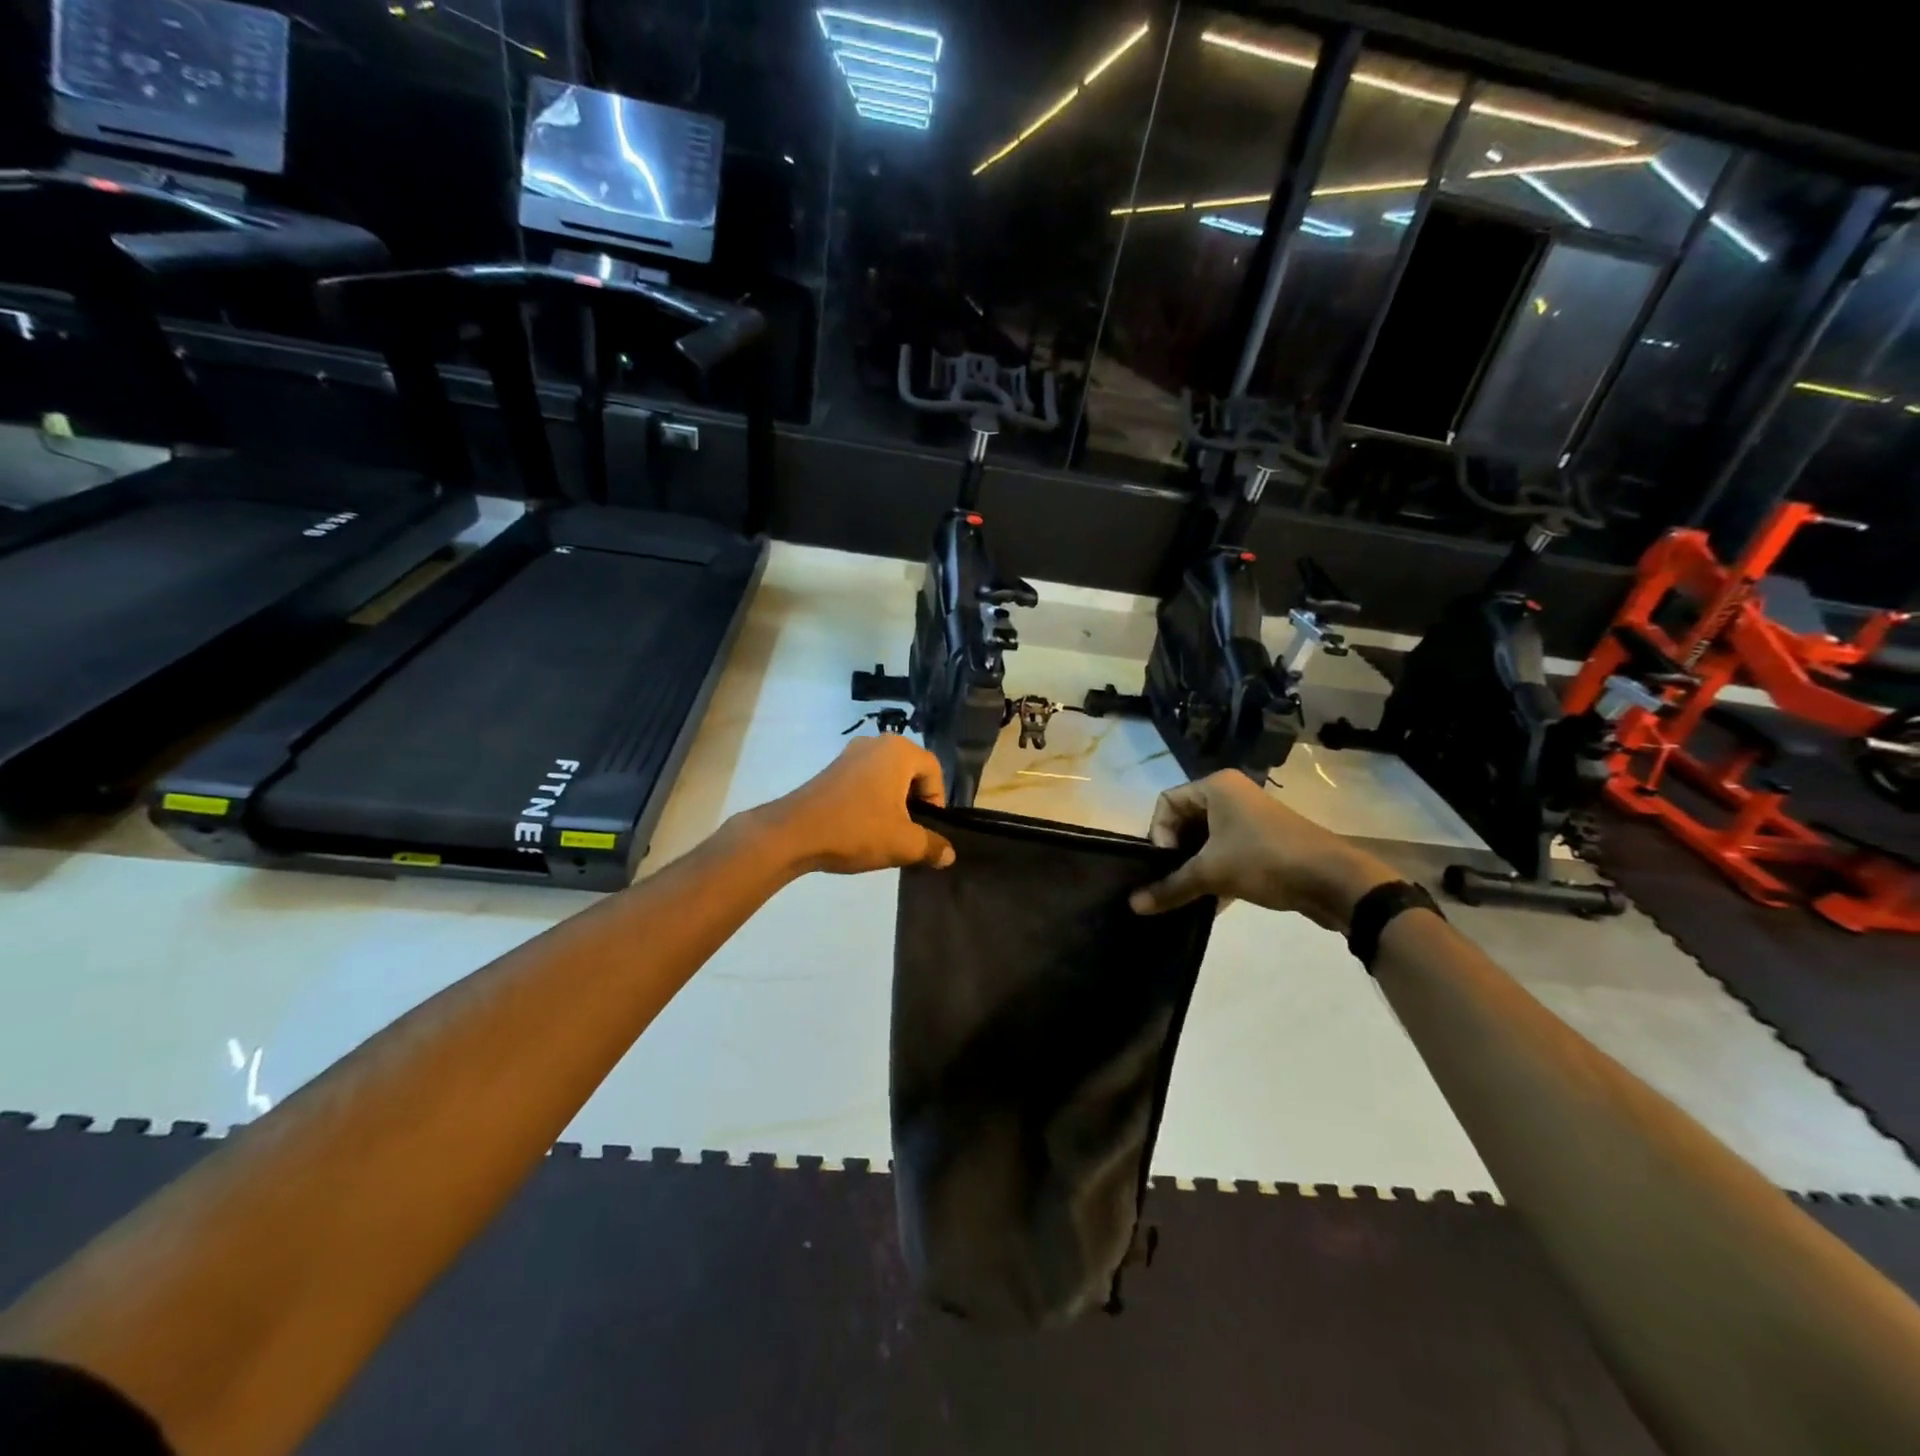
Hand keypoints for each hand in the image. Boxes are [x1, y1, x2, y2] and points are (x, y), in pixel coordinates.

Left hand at [757, 736, 955, 874]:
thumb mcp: (902, 843)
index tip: (926, 829)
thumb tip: (948, 854)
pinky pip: (865, 780)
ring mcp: (850, 754)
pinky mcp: (832, 769)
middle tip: (909, 832)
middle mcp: (876, 743)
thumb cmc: (856, 829)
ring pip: (887, 777)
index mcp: (898, 751)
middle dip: (915, 802)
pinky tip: (862, 827)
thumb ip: (932, 846)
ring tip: (886, 833)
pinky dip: (872, 800)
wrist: (793, 833)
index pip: (934, 770)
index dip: (937, 801)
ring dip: (893, 803)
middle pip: (911, 771)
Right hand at [1129, 771, 1396, 930]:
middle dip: (1176, 854)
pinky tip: (1212, 902)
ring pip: (1206, 840)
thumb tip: (1133, 906)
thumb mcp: (1212, 873)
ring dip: (1195, 867)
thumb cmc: (1265, 861)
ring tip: (1190, 895)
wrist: (1334, 881)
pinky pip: (1227, 852)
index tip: (1166, 864)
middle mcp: (1231, 794)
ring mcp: (1250, 817)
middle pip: (1185, 821)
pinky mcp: (1264, 841)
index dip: (1159, 834)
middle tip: (1173, 881)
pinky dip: (1216, 873)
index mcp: (1216, 786)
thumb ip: (1170, 887)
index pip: (1166, 803)